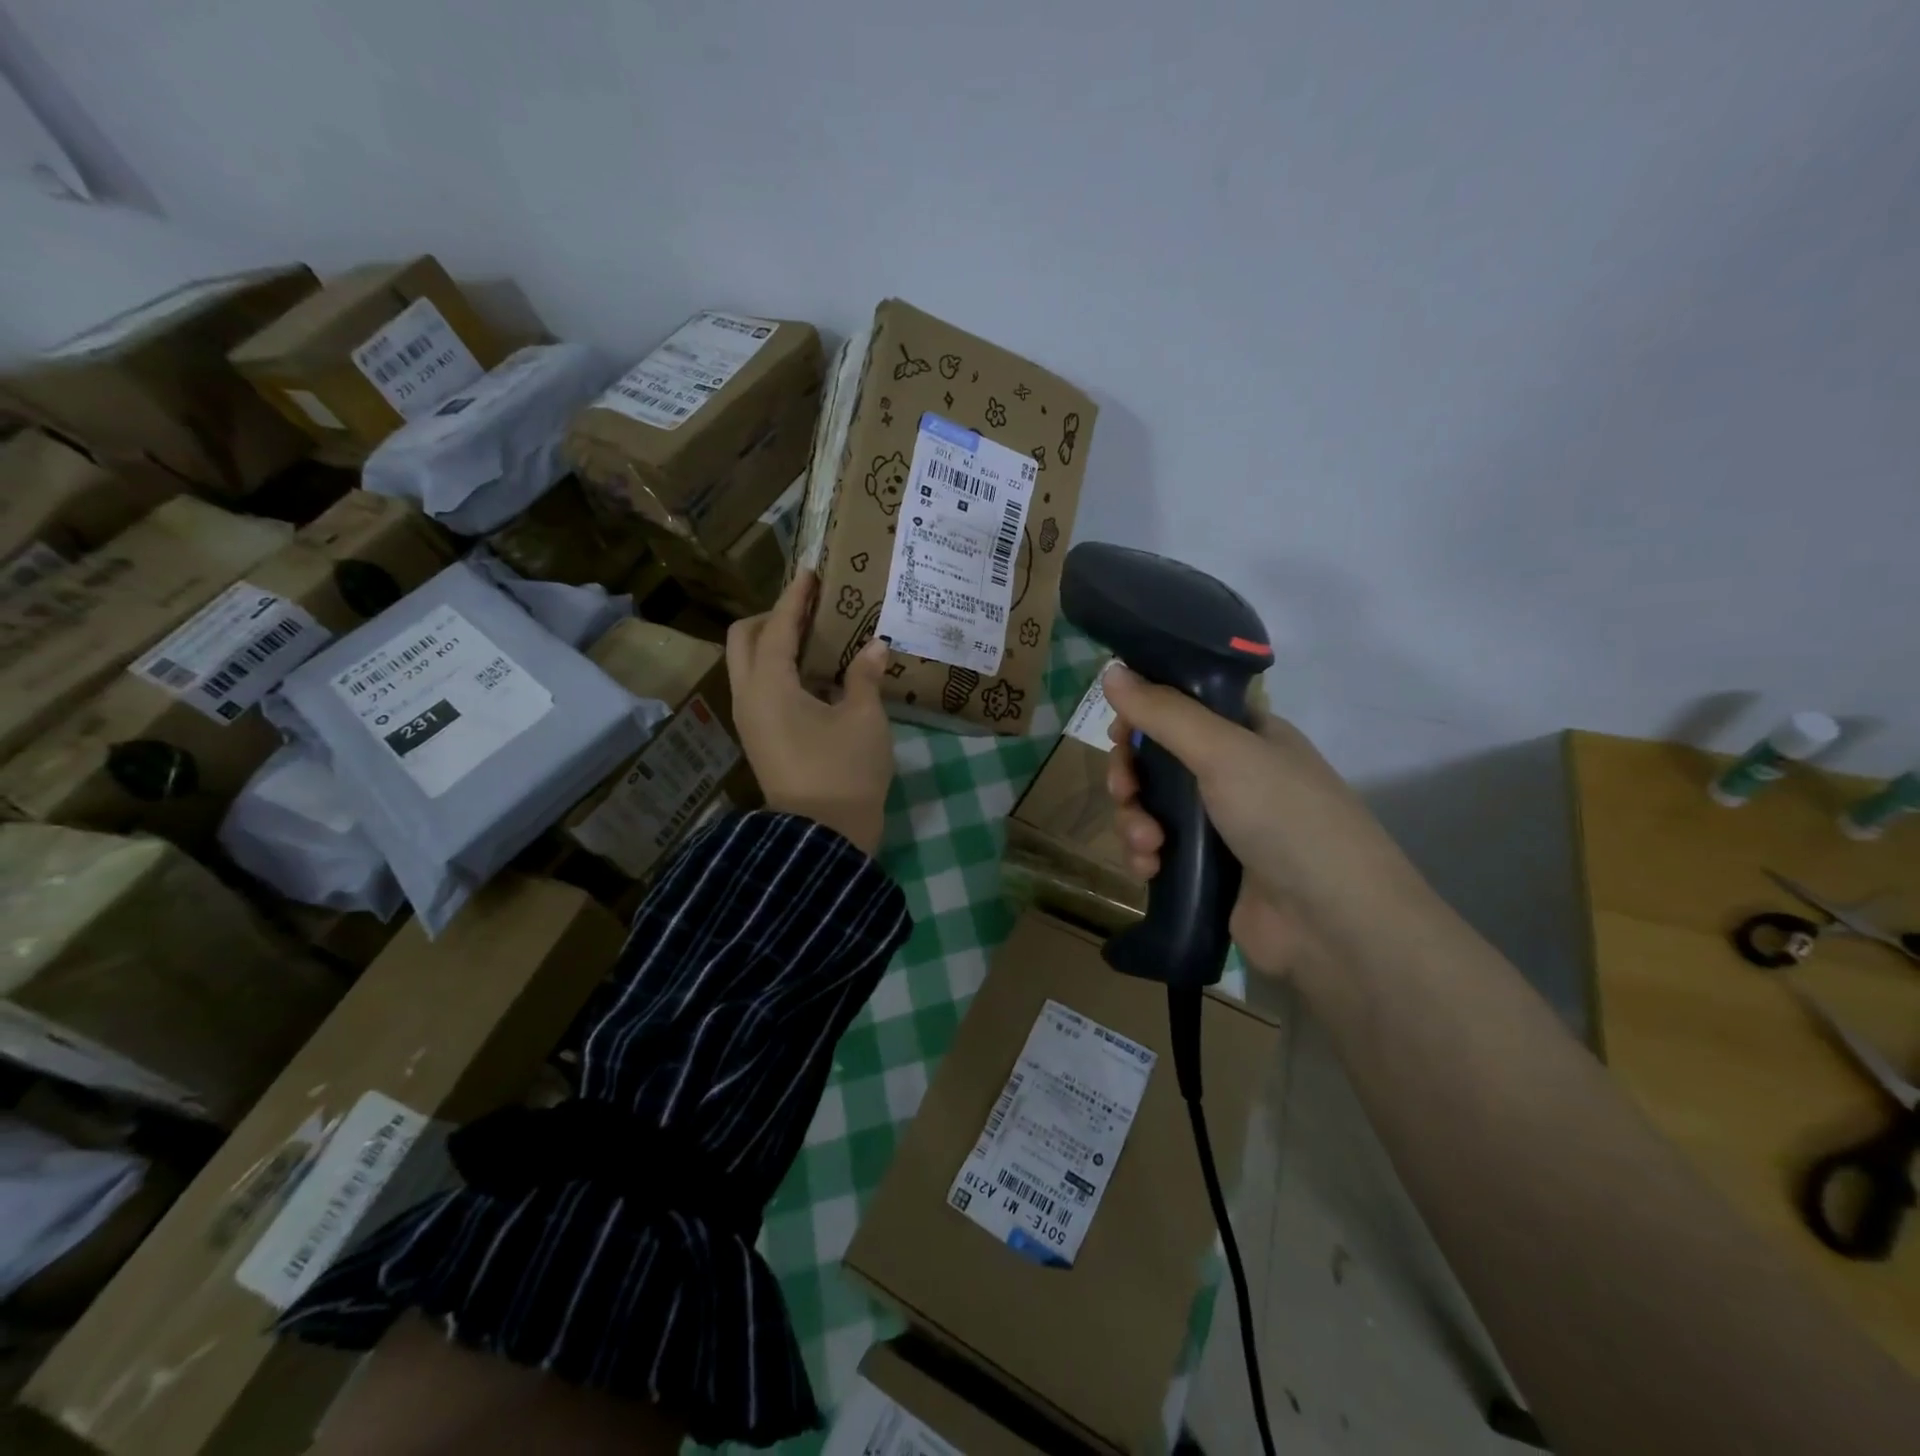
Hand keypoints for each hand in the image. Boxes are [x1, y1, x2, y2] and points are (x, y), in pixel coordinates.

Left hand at [727, 570, 893, 855]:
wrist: (823, 839)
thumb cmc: (845, 772)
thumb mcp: (865, 720)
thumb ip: (866, 677)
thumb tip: (875, 647)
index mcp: (768, 686)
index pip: (774, 627)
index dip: (793, 599)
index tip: (810, 574)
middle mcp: (748, 698)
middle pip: (744, 641)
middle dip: (770, 618)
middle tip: (809, 611)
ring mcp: (751, 722)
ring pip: (750, 667)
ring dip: (775, 645)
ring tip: (816, 638)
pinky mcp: (761, 740)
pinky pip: (762, 690)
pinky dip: (782, 672)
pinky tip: (818, 676)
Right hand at [1103, 665, 1415, 980]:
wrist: (1331, 922)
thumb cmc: (1284, 817)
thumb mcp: (1223, 751)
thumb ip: (1164, 712)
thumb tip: (1111, 669)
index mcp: (1246, 734)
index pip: (1180, 708)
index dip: (1143, 716)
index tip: (1119, 732)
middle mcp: (1231, 774)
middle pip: (1155, 760)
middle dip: (1130, 775)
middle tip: (1123, 790)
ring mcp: (1217, 824)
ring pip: (1149, 806)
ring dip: (1134, 820)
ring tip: (1148, 844)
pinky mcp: (1203, 869)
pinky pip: (1155, 848)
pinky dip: (1144, 854)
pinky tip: (1150, 867)